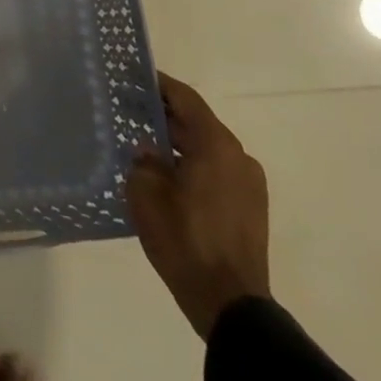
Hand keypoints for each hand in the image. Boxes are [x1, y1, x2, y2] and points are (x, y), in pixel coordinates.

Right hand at [125, 72, 270, 339]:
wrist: (229, 305)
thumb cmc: (184, 239)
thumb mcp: (146, 193)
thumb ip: (144, 160)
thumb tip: (150, 151)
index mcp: (216, 145)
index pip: (185, 98)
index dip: (159, 84)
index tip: (133, 76)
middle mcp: (238, 157)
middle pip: (197, 123)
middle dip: (164, 116)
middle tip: (130, 111)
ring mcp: (249, 184)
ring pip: (207, 149)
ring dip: (179, 144)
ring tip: (145, 146)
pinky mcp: (250, 208)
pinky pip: (216, 171)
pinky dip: (193, 165)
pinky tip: (167, 177)